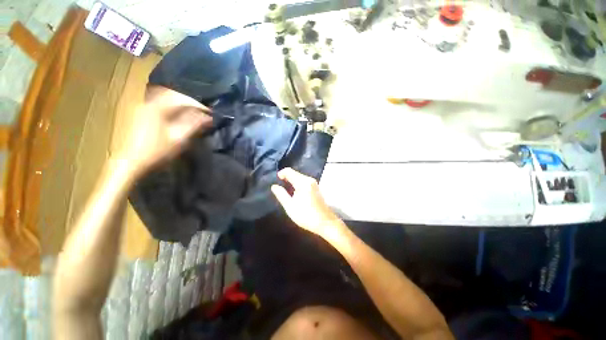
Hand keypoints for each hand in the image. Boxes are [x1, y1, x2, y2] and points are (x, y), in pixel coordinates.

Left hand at [113, 86, 212, 178]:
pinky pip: (160, 104)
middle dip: (190, 102)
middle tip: (202, 111)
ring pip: (165, 98)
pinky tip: (178, 114)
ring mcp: (143, 108)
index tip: (210, 112)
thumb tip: (208, 117)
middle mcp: (148, 103)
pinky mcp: (141, 114)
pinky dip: (172, 107)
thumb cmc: (157, 151)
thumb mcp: (179, 138)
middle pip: (173, 95)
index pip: (182, 99)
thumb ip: (194, 125)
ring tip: (193, 112)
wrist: (132, 163)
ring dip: (181, 104)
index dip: (198, 105)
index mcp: (157, 108)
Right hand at [271, 168, 343, 236]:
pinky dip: (297, 184)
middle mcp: (309, 179)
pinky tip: (295, 193)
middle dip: (286, 178)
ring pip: (299, 177)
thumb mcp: (290, 206)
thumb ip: (281, 194)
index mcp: (303, 182)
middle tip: (279, 187)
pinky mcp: (316, 188)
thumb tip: (274, 186)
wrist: (325, 222)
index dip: (281, 174)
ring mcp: (314, 183)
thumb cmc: (306, 215)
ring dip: (292, 181)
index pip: (289, 171)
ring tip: (285, 191)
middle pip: (295, 173)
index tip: (275, 181)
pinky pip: (304, 182)